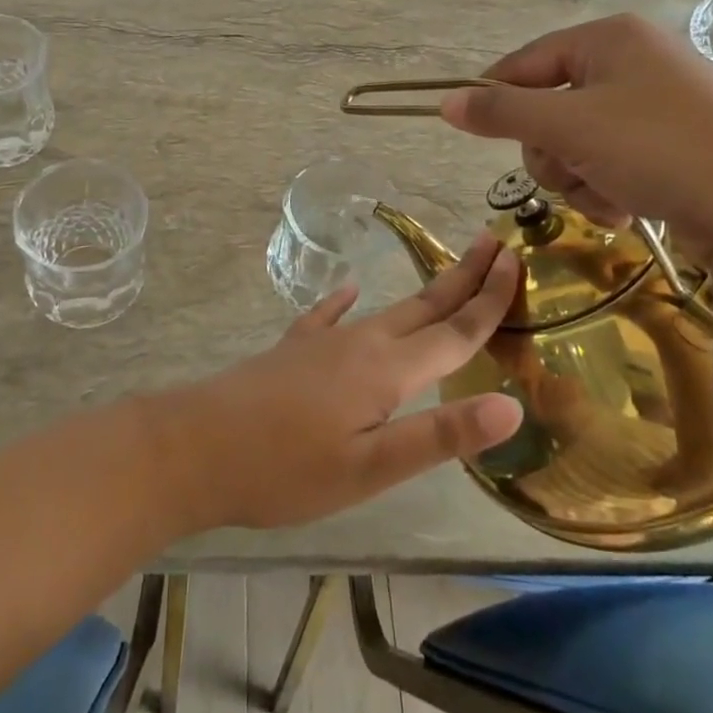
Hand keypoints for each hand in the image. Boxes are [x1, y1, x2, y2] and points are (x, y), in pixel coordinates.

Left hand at [162, 235, 524, 531]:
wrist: (196, 446)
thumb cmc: (286, 468)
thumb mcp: (370, 468)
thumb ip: (439, 435)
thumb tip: (511, 404)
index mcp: (386, 370)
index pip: (454, 331)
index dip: (489, 299)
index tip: (516, 262)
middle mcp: (360, 343)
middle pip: (424, 306)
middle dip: (463, 277)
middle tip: (494, 244)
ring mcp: (322, 342)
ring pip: (386, 310)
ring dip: (422, 292)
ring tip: (445, 276)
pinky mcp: (293, 350)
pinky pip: (329, 317)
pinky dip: (345, 302)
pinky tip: (346, 291)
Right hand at [439, 14, 712, 260]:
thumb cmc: (659, 150)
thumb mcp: (569, 127)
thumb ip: (501, 112)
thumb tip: (445, 102)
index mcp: (611, 39)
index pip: (526, 61)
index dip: (495, 97)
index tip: (473, 132)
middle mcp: (637, 61)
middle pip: (551, 106)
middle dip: (551, 152)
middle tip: (568, 173)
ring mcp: (662, 104)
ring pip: (579, 141)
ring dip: (578, 177)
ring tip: (607, 198)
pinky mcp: (680, 144)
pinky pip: (615, 160)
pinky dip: (609, 187)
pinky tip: (627, 209)